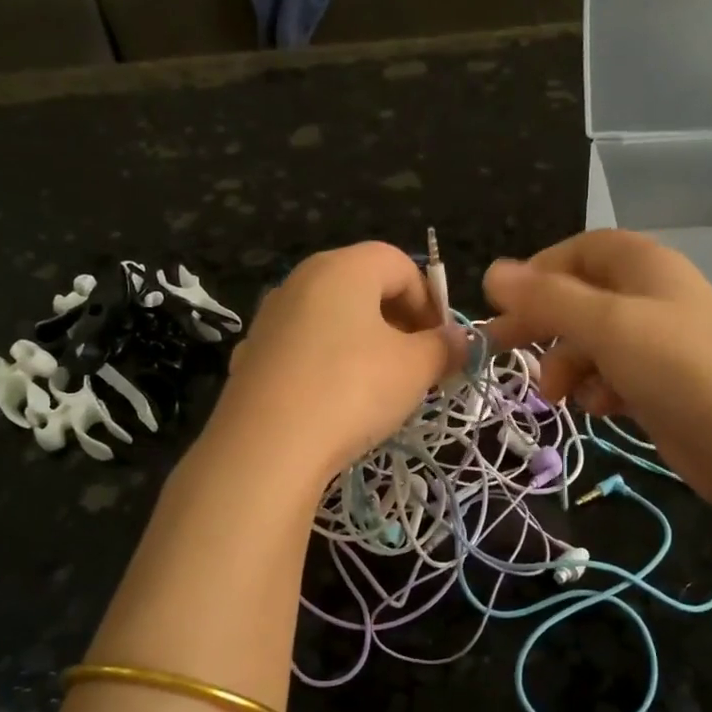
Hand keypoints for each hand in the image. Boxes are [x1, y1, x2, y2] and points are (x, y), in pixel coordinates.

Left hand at [206, 243, 461, 485]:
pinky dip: (328, 365)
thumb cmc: (352, 390)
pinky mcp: (252, 356)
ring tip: (379, 389)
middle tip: (417, 366)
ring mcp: (270, 318)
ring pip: (332, 320)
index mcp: (343, 267)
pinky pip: (304, 350)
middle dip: (399, 323)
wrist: (266, 447)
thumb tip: (460, 341)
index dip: (431, 301)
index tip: (442, 345)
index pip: (400, 264)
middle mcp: (301, 280)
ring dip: (364, 345)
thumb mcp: (415, 368)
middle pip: (363, 288)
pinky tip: (335, 404)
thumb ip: (445, 347)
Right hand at [482, 231, 711, 522]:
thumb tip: (492, 272)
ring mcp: (656, 342)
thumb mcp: (606, 325)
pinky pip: (610, 376)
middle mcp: (649, 296)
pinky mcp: (658, 384)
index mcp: (643, 266)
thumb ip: (547, 298)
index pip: (579, 251)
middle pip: (579, 298)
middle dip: (542, 324)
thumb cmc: (678, 368)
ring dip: (566, 365)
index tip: (504, 304)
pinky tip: (601, 409)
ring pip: (590, 342)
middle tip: (500, 349)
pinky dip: (597, 389)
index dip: (538, 273)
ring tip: (557, 395)